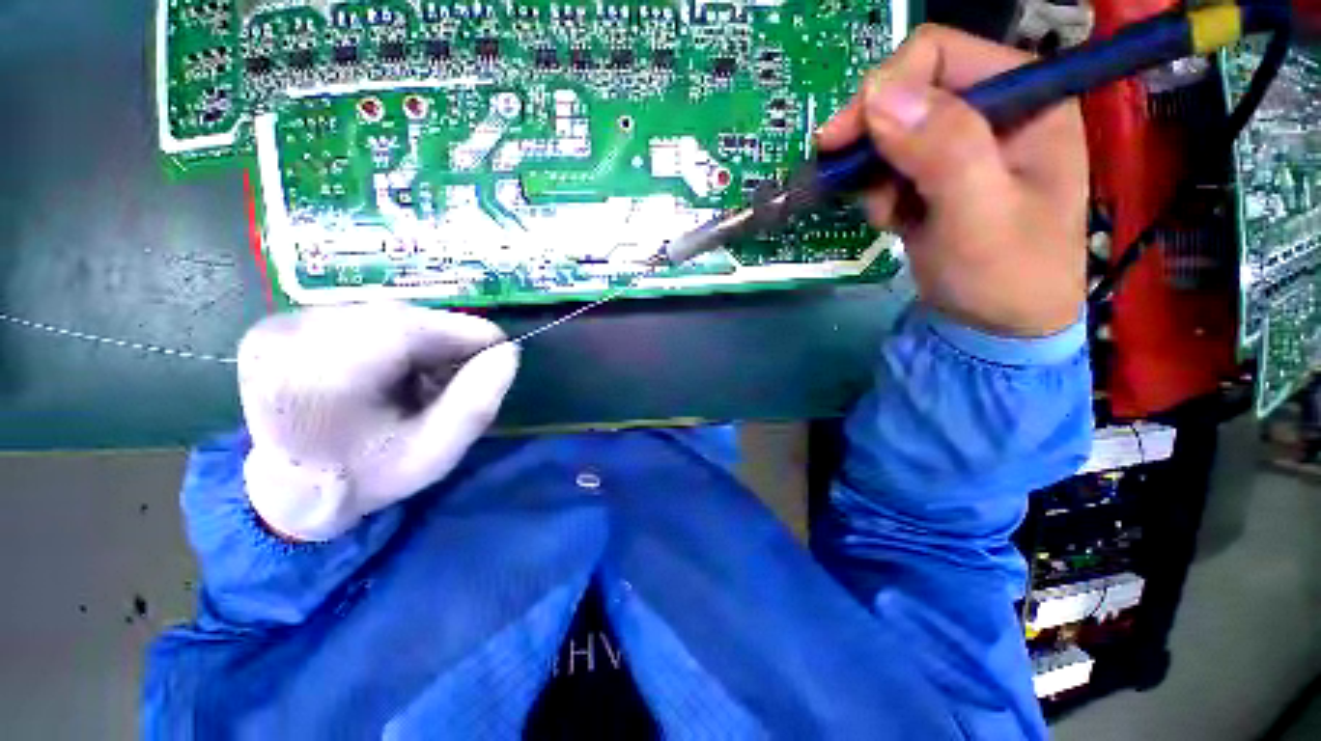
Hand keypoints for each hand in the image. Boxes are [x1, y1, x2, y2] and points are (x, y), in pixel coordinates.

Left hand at [236, 303, 518, 540]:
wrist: (286, 489)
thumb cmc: (365, 477)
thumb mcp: (434, 455)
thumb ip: (476, 404)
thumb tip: (507, 352)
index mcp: (321, 379)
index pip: (412, 328)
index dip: (465, 334)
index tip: (497, 353)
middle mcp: (289, 339)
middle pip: (397, 317)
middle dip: (442, 340)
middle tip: (459, 374)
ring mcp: (277, 327)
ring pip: (380, 312)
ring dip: (417, 338)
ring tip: (422, 376)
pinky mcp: (277, 324)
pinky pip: (358, 315)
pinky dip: (389, 336)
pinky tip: (388, 368)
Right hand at [818, 25, 1087, 337]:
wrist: (996, 327)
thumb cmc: (1004, 275)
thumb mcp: (978, 215)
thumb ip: (942, 150)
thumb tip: (879, 95)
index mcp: (1026, 99)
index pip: (939, 54)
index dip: (884, 89)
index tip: (841, 140)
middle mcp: (995, 111)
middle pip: (909, 91)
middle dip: (873, 140)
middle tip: (850, 182)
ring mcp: (965, 145)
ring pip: (892, 133)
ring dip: (874, 174)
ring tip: (887, 214)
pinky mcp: (939, 176)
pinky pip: (891, 167)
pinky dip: (880, 193)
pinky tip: (893, 220)